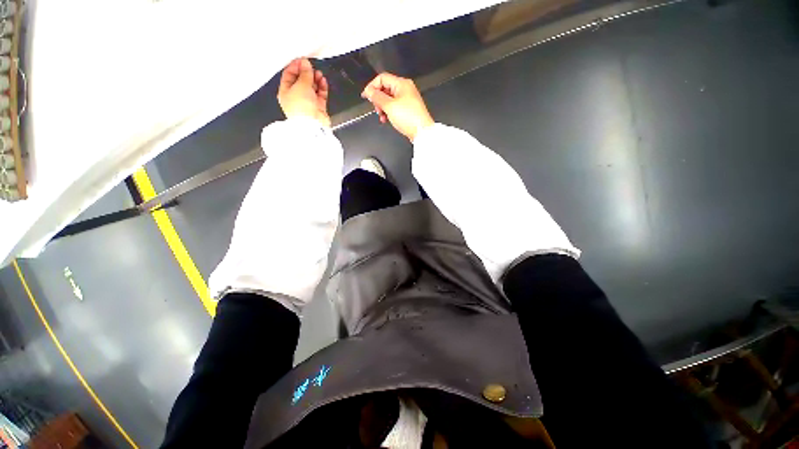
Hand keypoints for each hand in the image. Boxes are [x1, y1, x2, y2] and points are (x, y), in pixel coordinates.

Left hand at [278, 58, 330, 126]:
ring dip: (315, 80)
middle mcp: (296, 98)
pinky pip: (320, 94)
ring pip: (311, 87)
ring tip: (319, 74)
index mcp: (285, 92)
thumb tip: (306, 64)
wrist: (313, 125)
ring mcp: (307, 103)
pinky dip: (322, 87)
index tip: (302, 60)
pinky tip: (322, 81)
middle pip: (301, 81)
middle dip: (307, 73)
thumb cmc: (302, 108)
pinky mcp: (318, 108)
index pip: (288, 75)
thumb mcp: (301, 85)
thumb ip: (305, 73)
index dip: (295, 66)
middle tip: (311, 67)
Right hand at [361, 73, 433, 141]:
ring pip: (389, 100)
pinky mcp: (408, 110)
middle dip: (378, 99)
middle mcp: (405, 89)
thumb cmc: (410, 118)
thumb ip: (377, 97)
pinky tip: (387, 119)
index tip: (366, 96)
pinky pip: (394, 107)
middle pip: (385, 89)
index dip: (372, 86)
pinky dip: (389, 112)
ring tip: (382, 116)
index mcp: (402, 84)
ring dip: (383, 108)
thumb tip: (369, 91)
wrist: (422, 132)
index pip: (382, 78)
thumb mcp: (389, 106)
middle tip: (376, 108)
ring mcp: (407, 100)